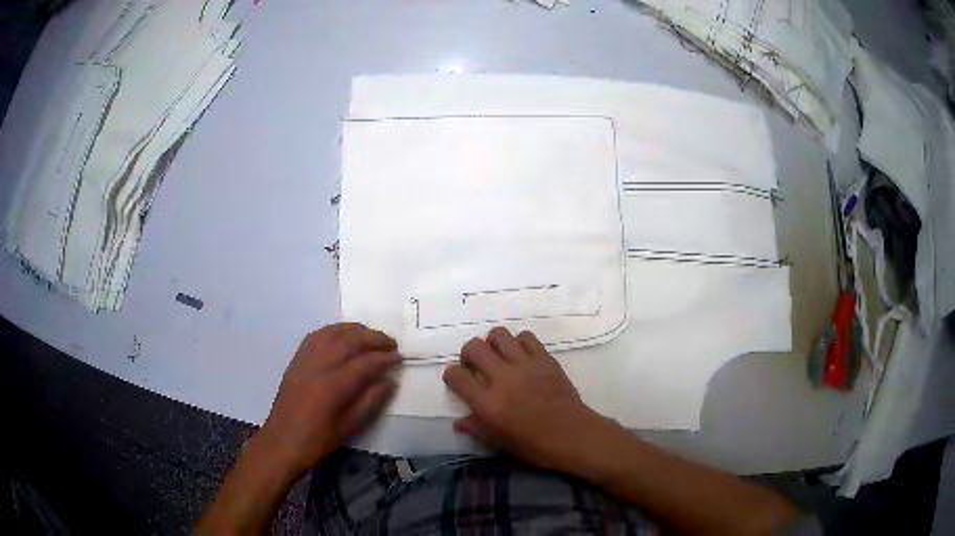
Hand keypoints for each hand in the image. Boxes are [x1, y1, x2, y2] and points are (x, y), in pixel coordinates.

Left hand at [255, 323, 400, 476]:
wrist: (282, 442)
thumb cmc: (318, 441)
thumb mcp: (350, 426)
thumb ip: (371, 401)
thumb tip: (389, 381)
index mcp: (334, 386)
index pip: (366, 362)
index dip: (385, 358)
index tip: (400, 358)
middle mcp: (320, 365)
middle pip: (350, 340)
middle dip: (373, 338)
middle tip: (391, 343)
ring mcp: (305, 359)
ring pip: (333, 332)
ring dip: (355, 330)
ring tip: (371, 335)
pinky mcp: (296, 360)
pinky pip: (317, 335)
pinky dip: (334, 331)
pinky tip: (343, 335)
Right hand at [443, 327, 611, 471]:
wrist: (573, 435)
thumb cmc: (534, 445)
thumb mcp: (499, 443)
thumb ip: (476, 428)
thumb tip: (458, 422)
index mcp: (488, 404)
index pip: (456, 376)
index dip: (451, 375)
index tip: (457, 380)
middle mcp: (502, 379)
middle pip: (473, 347)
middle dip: (468, 354)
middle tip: (476, 365)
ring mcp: (525, 365)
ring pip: (498, 334)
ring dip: (493, 343)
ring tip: (498, 356)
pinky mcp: (545, 358)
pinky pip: (526, 337)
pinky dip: (519, 343)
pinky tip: (521, 356)